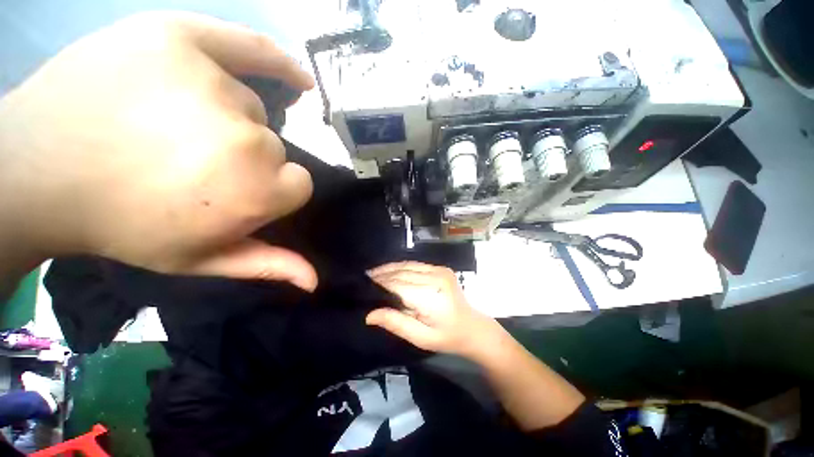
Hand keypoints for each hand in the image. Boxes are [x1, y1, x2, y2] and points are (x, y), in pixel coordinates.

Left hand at [0, 12, 316, 289]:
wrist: (38, 169)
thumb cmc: (123, 225)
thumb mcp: (201, 259)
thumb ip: (268, 266)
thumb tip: (314, 280)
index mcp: (255, 192)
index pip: (298, 182)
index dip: (274, 188)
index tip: (238, 191)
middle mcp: (246, 139)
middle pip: (272, 145)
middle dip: (245, 157)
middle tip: (191, 160)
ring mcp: (210, 83)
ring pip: (249, 106)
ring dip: (227, 118)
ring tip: (176, 123)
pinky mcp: (180, 39)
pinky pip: (251, 47)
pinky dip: (278, 63)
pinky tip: (297, 80)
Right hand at [366, 262, 505, 359]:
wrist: (473, 327)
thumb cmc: (447, 337)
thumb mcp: (421, 338)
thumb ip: (396, 323)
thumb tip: (369, 315)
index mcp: (431, 296)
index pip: (398, 285)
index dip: (380, 283)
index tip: (363, 284)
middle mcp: (435, 278)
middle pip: (402, 273)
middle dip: (382, 274)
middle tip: (364, 277)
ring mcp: (440, 270)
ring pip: (408, 265)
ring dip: (390, 268)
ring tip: (373, 272)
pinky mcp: (441, 268)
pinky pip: (416, 265)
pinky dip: (402, 267)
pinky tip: (391, 270)